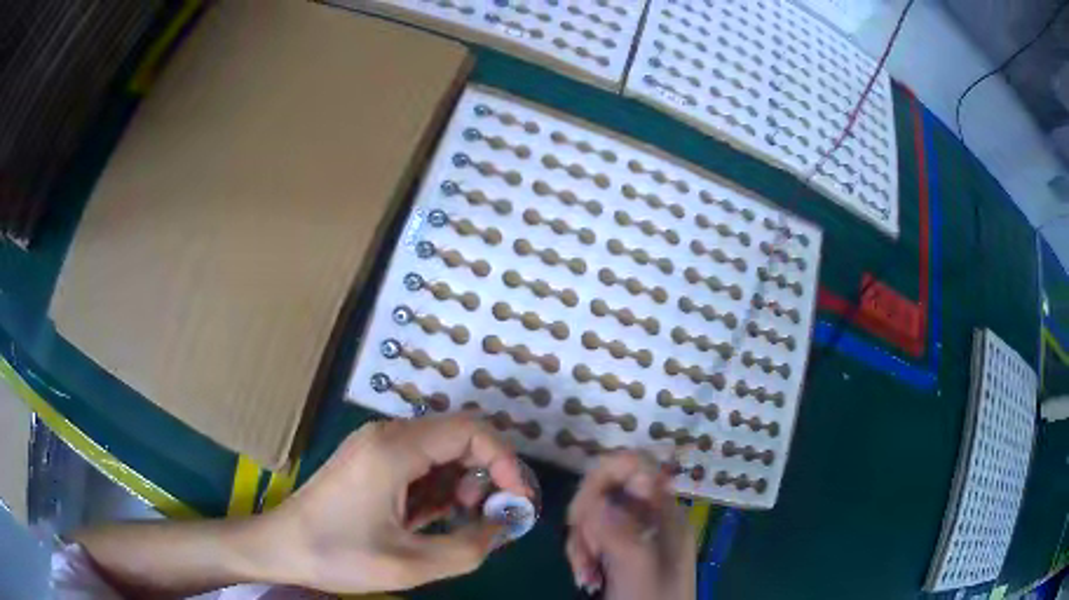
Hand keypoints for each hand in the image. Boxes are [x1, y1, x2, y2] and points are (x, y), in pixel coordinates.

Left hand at [258, 413, 531, 593]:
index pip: (470, 431)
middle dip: (485, 476)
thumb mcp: (410, 565)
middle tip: (489, 517)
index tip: (517, 500)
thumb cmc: (338, 555)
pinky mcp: (370, 461)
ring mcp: (376, 446)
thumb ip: (468, 548)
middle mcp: (387, 435)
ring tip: (457, 524)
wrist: (280, 546)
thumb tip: (502, 528)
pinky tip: (429, 520)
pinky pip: (419, 465)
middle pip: (457, 438)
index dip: (505, 461)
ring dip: (461, 485)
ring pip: (440, 452)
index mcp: (394, 449)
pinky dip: (437, 490)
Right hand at [565, 452, 695, 599]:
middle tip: (585, 548)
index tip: (587, 505)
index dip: (608, 474)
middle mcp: (650, 517)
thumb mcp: (638, 569)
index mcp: (665, 514)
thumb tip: (597, 496)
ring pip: (592, 513)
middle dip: (586, 515)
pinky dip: (580, 553)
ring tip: (585, 573)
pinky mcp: (615, 551)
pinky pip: (589, 536)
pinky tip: (585, 578)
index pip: (637, 467)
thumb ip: (620, 531)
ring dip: (580, 540)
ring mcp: (632, 534)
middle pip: (607, 488)